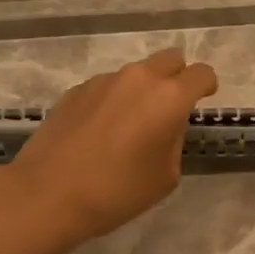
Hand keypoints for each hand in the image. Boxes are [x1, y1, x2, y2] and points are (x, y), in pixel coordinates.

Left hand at [8, 49, 218, 244]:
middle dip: (177, 77)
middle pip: (170, 59)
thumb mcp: (165, 176)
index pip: (201, 74)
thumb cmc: (116, 191)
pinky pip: (107, 86)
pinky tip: (99, 132)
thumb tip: (165, 125)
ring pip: (136, 73)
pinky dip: (113, 100)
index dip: (206, 86)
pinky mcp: (76, 90)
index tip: (203, 100)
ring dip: (141, 90)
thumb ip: (174, 141)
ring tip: (128, 127)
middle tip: (169, 109)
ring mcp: (104, 80)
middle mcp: (139, 78)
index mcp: (169, 97)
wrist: (47, 194)